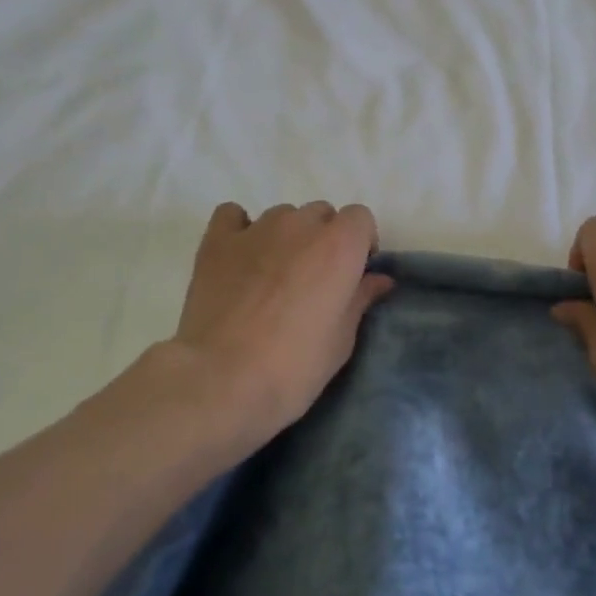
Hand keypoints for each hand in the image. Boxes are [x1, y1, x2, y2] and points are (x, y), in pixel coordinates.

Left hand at [116, 202, 393, 455]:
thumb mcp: (342, 340)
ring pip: (282, 216)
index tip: (353, 274)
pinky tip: (240, 257)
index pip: (360, 218)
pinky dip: (240, 229)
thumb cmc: (294, 366)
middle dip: (323, 239)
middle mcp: (301, 226)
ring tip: (273, 275)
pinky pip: (233, 216)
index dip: (360, 243)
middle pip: (321, 214)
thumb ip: (361, 299)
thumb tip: (379, 279)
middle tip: (313, 280)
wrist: (221, 381)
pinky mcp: (217, 242)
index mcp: (340, 245)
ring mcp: (256, 229)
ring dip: (286, 236)